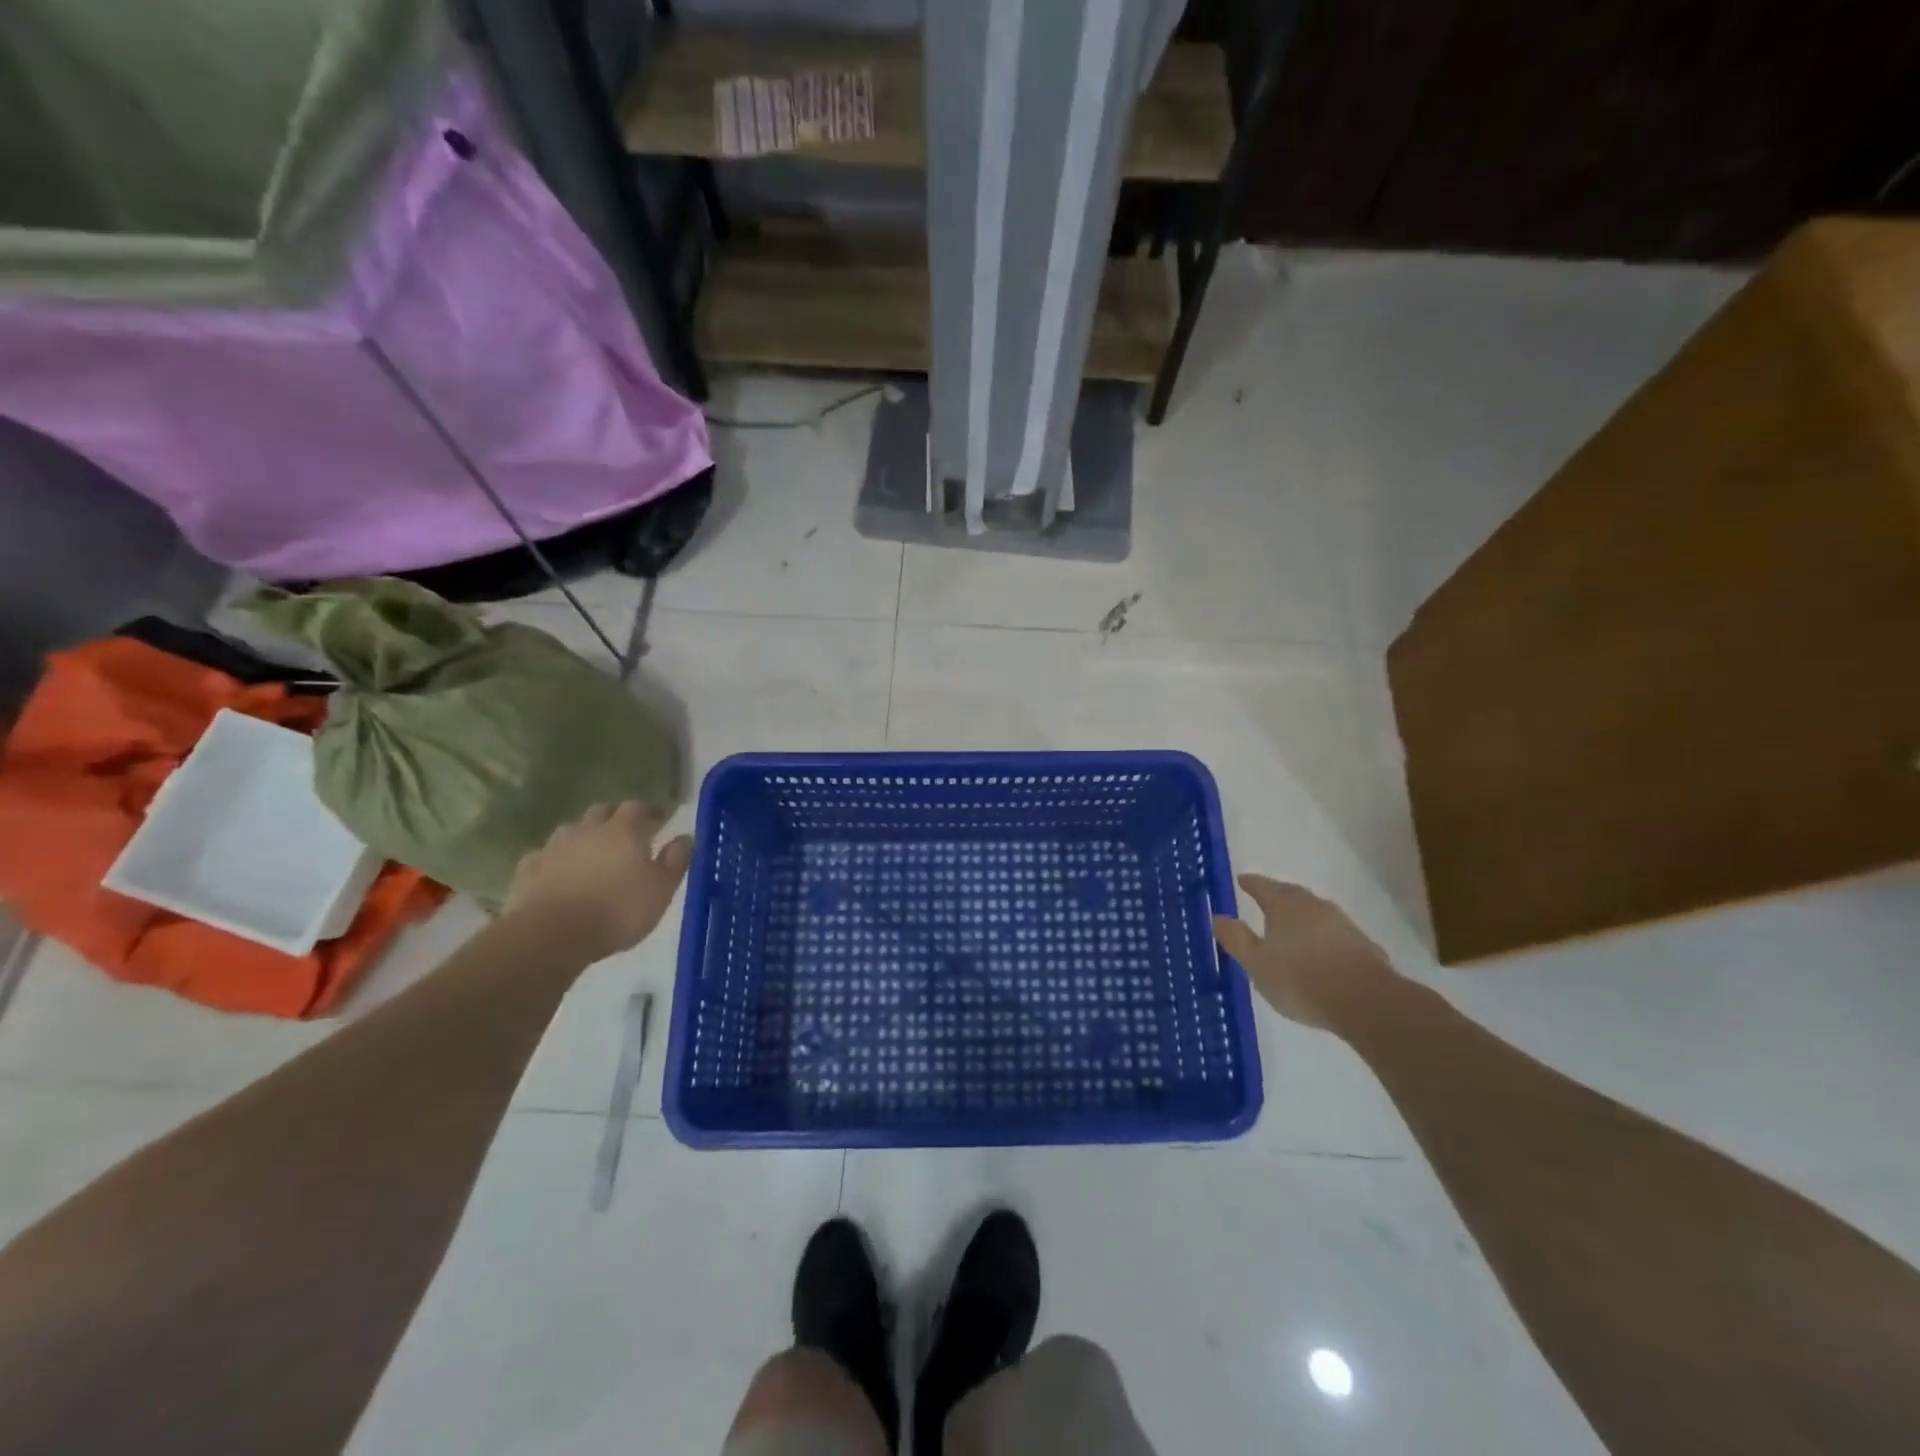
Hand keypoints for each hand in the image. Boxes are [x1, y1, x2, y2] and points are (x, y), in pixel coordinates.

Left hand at [503, 803, 691, 961]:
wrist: (550, 936)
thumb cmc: (617, 911)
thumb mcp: (661, 890)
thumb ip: (675, 860)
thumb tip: (685, 837)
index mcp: (624, 830)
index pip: (639, 807)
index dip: (651, 810)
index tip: (661, 818)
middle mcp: (587, 829)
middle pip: (602, 811)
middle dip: (615, 817)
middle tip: (627, 833)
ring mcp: (553, 847)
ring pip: (572, 830)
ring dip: (584, 836)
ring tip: (592, 854)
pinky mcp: (527, 869)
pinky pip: (545, 856)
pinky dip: (556, 860)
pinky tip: (558, 875)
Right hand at [1213, 875, 1398, 1030]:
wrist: (1366, 1003)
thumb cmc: (1300, 979)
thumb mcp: (1256, 963)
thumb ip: (1237, 939)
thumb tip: (1218, 917)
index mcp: (1285, 905)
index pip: (1262, 886)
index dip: (1250, 883)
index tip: (1241, 880)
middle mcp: (1314, 906)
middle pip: (1291, 895)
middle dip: (1277, 896)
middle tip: (1264, 900)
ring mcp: (1343, 924)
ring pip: (1315, 913)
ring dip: (1301, 917)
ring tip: (1290, 929)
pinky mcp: (1363, 946)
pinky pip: (1334, 934)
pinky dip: (1322, 937)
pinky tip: (1320, 953)